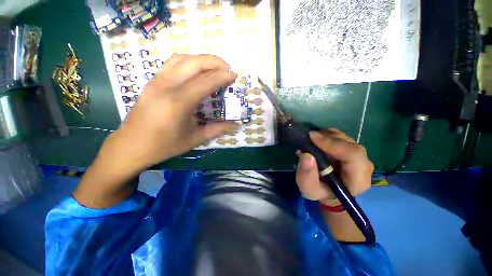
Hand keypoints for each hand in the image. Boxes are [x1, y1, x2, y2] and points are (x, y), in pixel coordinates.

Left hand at [97, 54, 237, 174]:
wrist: (131, 145)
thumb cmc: (164, 145)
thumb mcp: (194, 139)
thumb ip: (217, 129)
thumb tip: (234, 124)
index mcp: (178, 103)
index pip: (206, 82)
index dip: (223, 76)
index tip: (234, 75)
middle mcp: (166, 86)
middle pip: (194, 63)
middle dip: (214, 62)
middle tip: (227, 68)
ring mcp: (156, 81)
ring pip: (182, 59)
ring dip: (201, 59)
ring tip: (214, 67)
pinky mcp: (152, 82)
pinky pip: (172, 63)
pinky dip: (188, 62)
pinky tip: (196, 70)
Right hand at [295, 129, 373, 204]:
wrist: (328, 191)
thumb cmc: (320, 192)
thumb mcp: (308, 189)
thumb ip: (306, 176)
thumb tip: (307, 155)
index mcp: (358, 180)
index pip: (353, 155)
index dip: (333, 144)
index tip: (313, 138)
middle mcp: (364, 166)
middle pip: (350, 144)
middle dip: (328, 138)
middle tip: (309, 137)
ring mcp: (359, 156)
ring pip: (346, 138)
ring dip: (327, 136)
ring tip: (311, 140)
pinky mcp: (352, 150)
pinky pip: (342, 137)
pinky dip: (328, 135)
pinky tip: (317, 140)